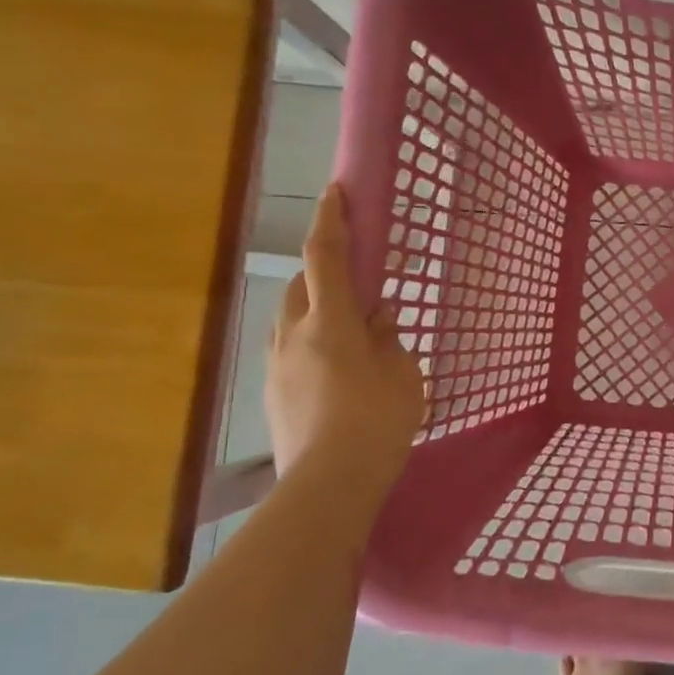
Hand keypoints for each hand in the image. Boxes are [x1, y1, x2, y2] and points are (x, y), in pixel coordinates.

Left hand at [265, 184, 426, 488]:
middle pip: (301, 283)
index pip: (325, 255)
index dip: (332, 219)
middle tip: (357, 286)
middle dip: (324, 271)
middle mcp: (293, 333)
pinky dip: (309, 341)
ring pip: (290, 316)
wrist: (328, 483)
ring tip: (347, 332)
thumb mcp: (403, 373)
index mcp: (331, 322)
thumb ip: (388, 337)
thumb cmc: (378, 422)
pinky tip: (333, 370)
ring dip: (315, 309)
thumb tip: (375, 316)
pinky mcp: (271, 391)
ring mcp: (275, 364)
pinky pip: (288, 348)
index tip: (336, 191)